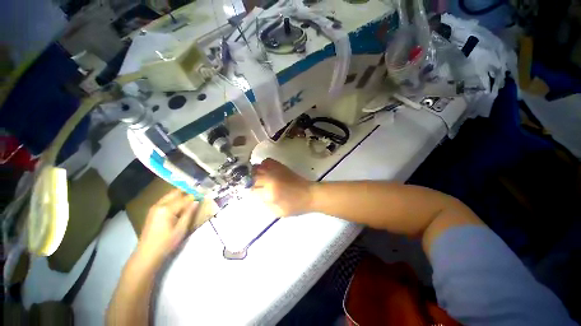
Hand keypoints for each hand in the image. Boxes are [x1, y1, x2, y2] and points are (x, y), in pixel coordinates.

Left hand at [134, 189, 197, 267]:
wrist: (146, 255)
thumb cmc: (166, 243)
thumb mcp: (181, 229)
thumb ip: (189, 213)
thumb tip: (197, 201)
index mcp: (166, 209)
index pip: (184, 198)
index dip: (195, 196)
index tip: (204, 196)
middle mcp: (159, 205)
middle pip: (175, 193)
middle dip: (187, 193)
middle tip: (197, 196)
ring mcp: (154, 208)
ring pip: (170, 196)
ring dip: (181, 196)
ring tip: (191, 200)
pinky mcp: (153, 212)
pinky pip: (166, 201)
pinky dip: (174, 200)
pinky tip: (180, 206)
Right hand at [252, 159, 313, 216]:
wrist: (310, 194)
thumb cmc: (295, 206)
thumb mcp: (278, 212)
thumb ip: (265, 204)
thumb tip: (258, 195)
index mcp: (270, 193)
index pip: (253, 191)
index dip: (254, 193)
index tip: (257, 195)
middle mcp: (270, 179)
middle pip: (253, 178)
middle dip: (253, 183)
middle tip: (258, 187)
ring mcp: (275, 171)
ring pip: (258, 168)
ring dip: (256, 173)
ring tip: (260, 178)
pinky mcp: (281, 166)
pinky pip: (267, 161)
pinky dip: (264, 165)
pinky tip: (266, 170)